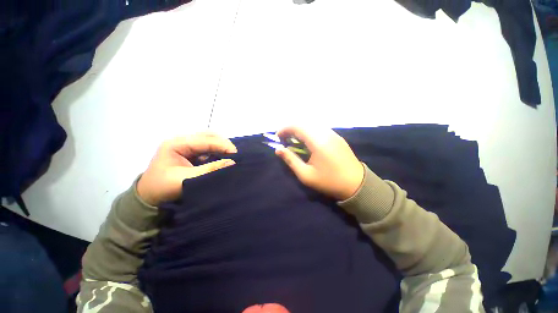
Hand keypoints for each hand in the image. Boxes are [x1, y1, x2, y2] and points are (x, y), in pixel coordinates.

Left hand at [137, 132, 236, 205]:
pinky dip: (217, 152)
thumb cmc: (163, 187)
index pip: (206, 140)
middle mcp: (182, 140)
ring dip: (221, 147)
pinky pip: (208, 148)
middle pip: (208, 136)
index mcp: (176, 144)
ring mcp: (186, 145)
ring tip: (230, 156)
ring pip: (209, 140)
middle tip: (234, 155)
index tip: (236, 155)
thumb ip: (210, 169)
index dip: (223, 145)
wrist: (149, 196)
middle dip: (223, 144)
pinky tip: (222, 158)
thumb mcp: (186, 179)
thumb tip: (232, 162)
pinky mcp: (190, 152)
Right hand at [275, 127, 363, 200]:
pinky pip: (320, 129)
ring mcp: (334, 134)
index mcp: (318, 142)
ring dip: (301, 130)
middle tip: (285, 139)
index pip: (298, 126)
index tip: (278, 137)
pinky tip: (308, 142)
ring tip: (294, 141)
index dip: (285, 129)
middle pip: (305, 123)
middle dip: (292, 128)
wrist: (356, 185)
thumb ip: (291, 160)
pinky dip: (310, 132)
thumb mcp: (306, 175)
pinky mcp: (338, 137)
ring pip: (313, 125)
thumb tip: (278, 150)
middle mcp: (326, 133)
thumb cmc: (329, 182)